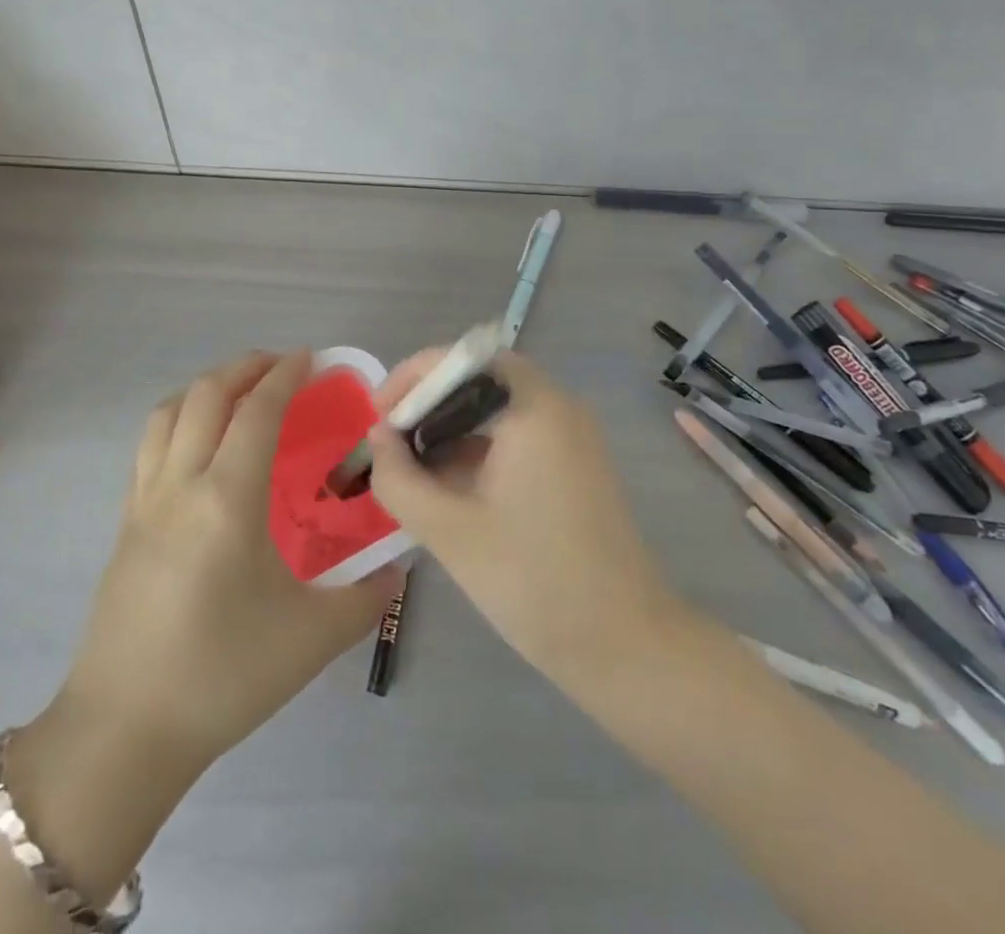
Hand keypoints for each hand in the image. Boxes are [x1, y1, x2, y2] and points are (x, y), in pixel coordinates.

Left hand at [53, 350, 402, 776]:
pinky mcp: (125, 522)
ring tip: (239, 393)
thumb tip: (399, 570)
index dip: (284, 376)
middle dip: (244, 367)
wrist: (125, 730)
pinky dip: (179, 419)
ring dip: (206, 387)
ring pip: (168, 413)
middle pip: (206, 395)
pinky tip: (201, 446)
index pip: (256, 412)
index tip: (310, 359)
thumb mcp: (311, 638)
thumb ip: (366, 597)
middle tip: (280, 367)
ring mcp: (144, 501)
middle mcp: (180, 484)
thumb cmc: (222, 675)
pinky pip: (150, 445)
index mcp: (226, 499)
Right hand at [367, 349, 672, 674]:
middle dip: (428, 404)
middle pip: (479, 380)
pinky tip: (448, 490)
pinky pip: (516, 437)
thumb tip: (378, 437)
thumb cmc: (534, 581)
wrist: (626, 647)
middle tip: (390, 442)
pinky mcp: (574, 466)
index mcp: (534, 409)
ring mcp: (571, 437)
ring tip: (410, 470)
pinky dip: (477, 451)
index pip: (464, 358)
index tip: (381, 414)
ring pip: (496, 410)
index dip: (415, 376)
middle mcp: (558, 408)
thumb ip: (399, 477)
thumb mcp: (449, 531)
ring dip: (450, 430)